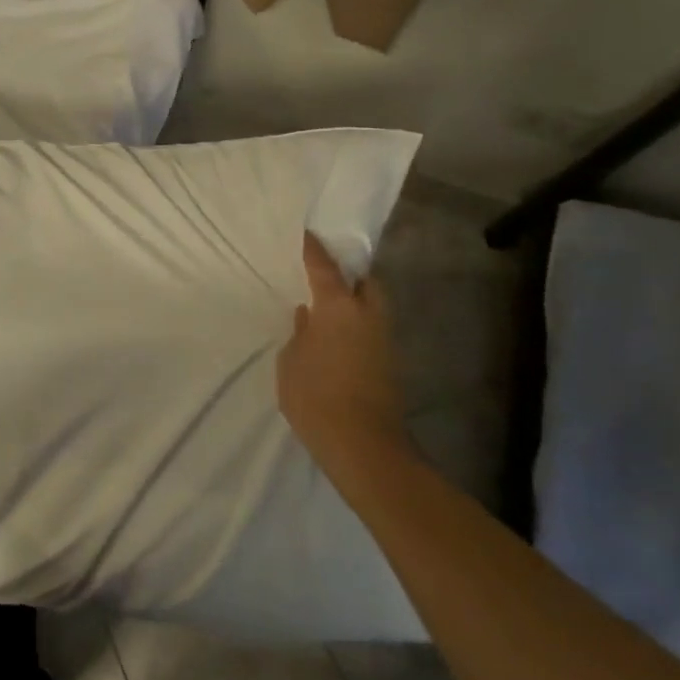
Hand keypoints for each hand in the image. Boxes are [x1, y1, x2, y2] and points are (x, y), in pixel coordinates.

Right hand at [276, 233, 408, 474]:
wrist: (363, 446)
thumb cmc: (316, 396)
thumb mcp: (292, 361)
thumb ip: (300, 333)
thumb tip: (309, 317)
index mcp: (339, 308)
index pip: (325, 267)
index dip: (314, 249)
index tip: (306, 232)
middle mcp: (367, 316)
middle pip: (365, 282)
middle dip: (349, 272)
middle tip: (325, 271)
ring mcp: (382, 341)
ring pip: (372, 306)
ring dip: (354, 299)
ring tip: (326, 302)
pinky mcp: (387, 364)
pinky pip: (370, 329)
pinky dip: (356, 322)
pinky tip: (334, 333)